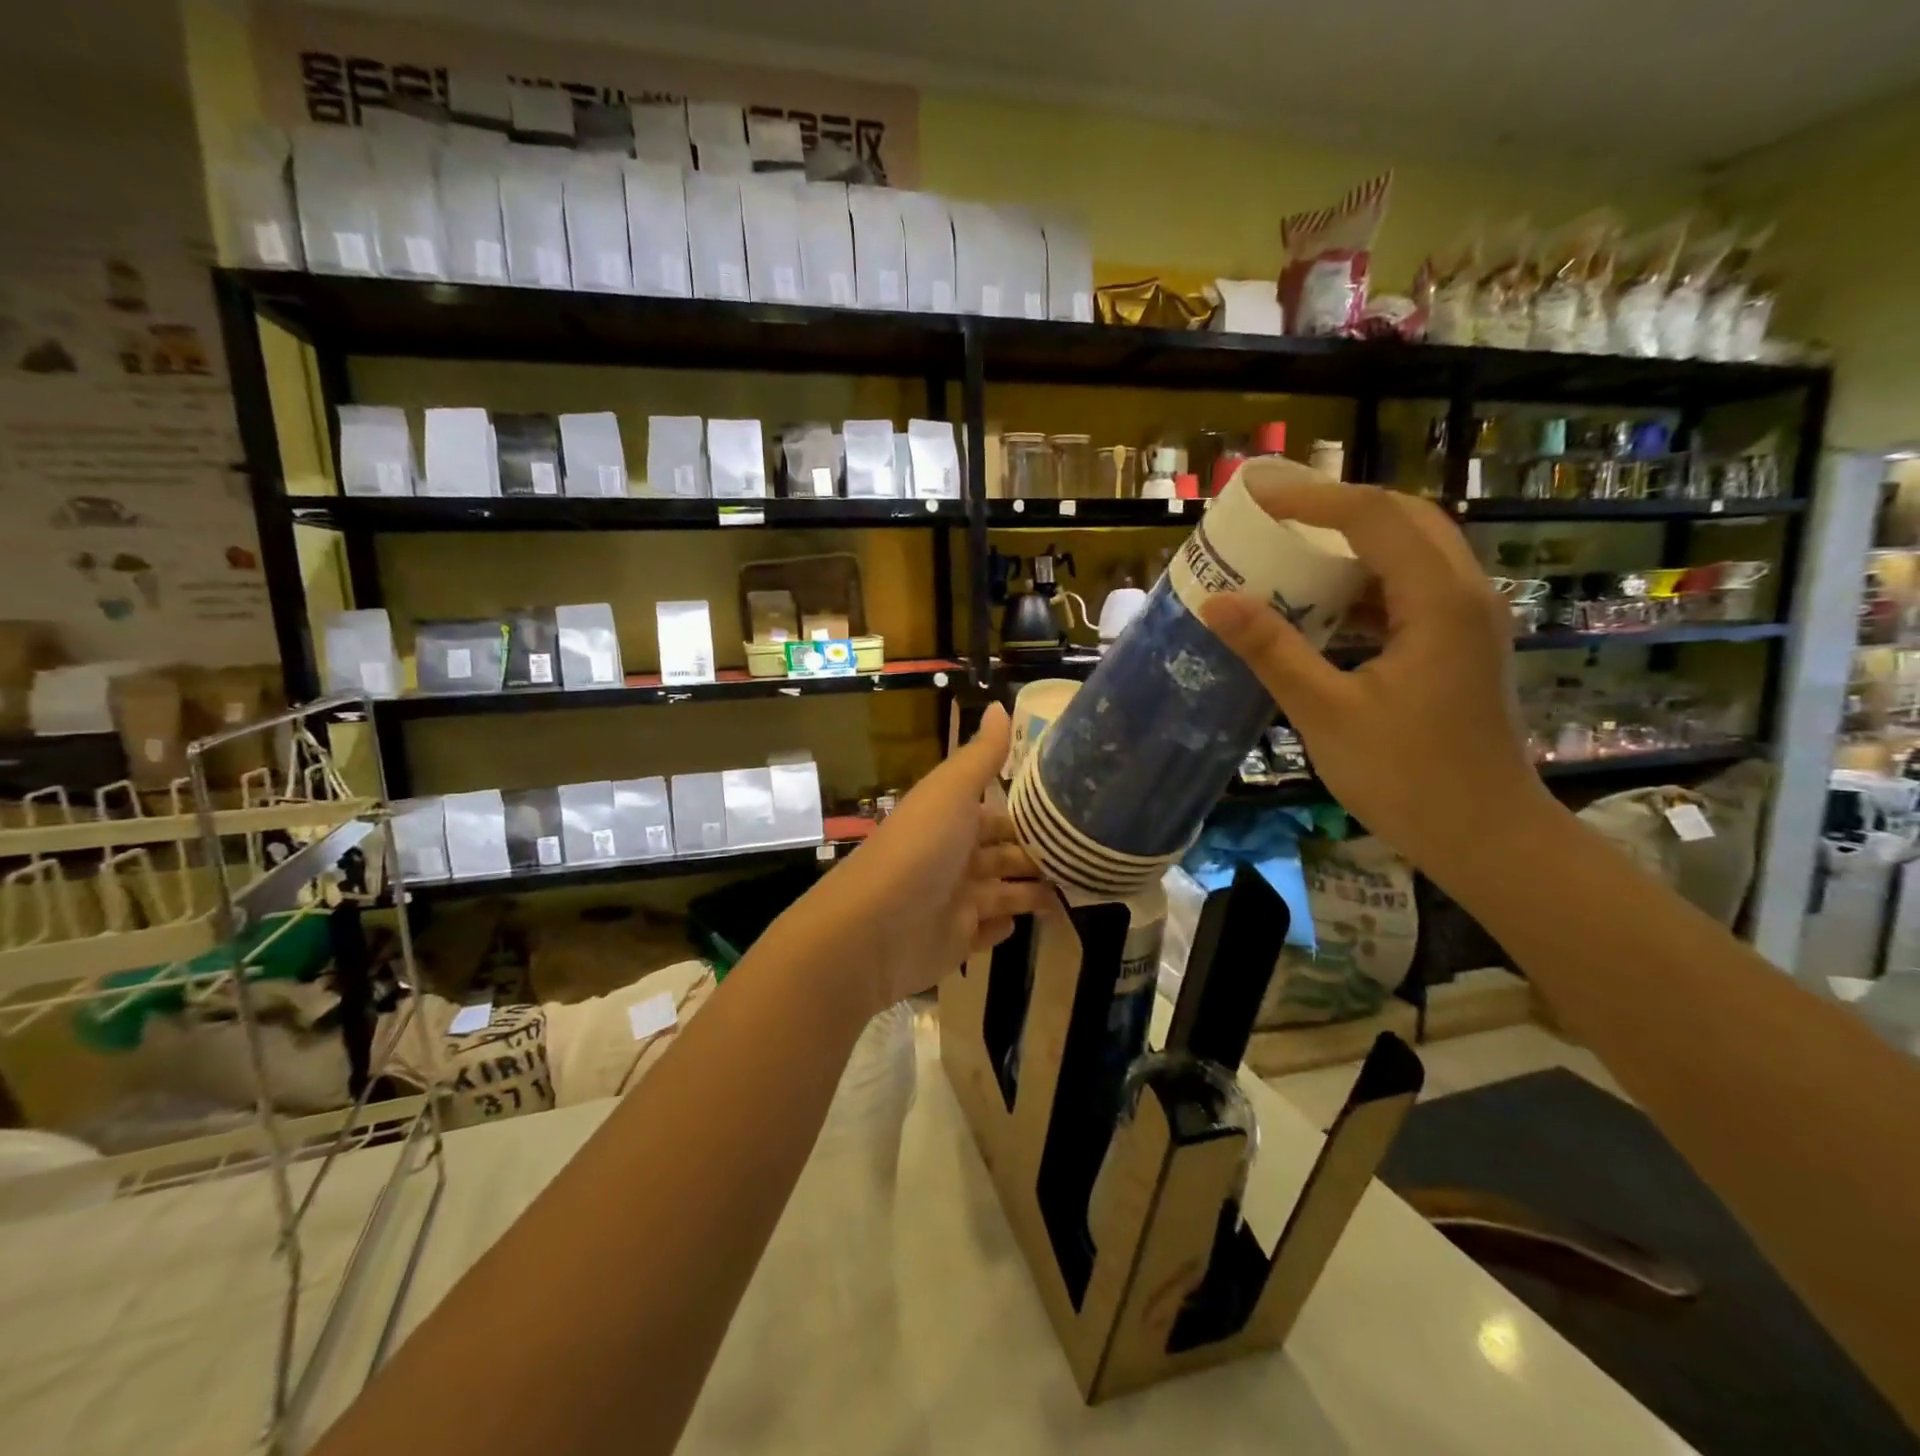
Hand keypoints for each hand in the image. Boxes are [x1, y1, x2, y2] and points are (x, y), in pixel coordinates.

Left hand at [800, 704, 1054, 1015]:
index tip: (1077, 812)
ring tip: (1082, 888)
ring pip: (1005, 891)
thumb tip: (1000, 704)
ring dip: (1034, 889)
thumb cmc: (920, 849)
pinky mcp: (957, 941)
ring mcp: (956, 901)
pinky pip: (989, 932)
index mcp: (953, 819)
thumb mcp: (952, 791)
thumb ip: (982, 755)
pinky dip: (1006, 926)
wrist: (874, 928)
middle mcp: (955, 857)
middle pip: (1005, 853)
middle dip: (1040, 854)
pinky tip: (1032, 923)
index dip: (1032, 813)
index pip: (999, 813)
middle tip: (1091, 856)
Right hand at [1199, 477, 1559, 878]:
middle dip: (1335, 508)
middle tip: (1274, 514)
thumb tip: (1215, 601)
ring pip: (1412, 551)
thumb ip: (1272, 651)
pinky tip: (1323, 607)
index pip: (1372, 518)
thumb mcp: (1327, 713)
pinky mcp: (1460, 644)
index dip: (1310, 499)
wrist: (1487, 837)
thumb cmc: (1408, 778)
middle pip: (1403, 518)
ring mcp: (1469, 619)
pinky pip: (1411, 589)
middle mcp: (1465, 594)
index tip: (1255, 496)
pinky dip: (1365, 582)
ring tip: (1290, 551)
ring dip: (1352, 543)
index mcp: (1438, 601)